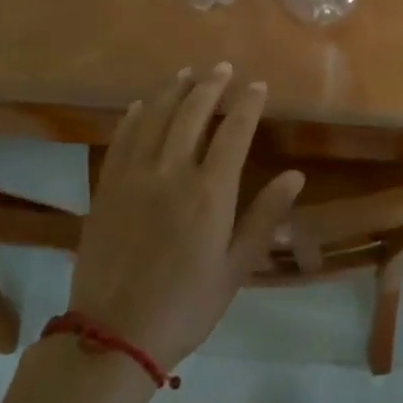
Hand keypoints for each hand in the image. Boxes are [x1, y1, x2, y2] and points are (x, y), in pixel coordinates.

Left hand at [69, 64, 302, 367]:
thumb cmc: (187, 305)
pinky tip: (143, 105)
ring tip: (186, 73)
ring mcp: (134, 178)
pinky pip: (122, 140)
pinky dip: (135, 117)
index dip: (247, 104)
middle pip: (192, 114)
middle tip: (223, 67)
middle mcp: (171, 173)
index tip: (258, 85)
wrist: (114, 335)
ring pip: (156, 119)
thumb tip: (296, 175)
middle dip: (211, 86)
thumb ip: (265, 216)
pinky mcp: (107, 188)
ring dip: (173, 92)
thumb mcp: (236, 267)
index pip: (234, 132)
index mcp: (210, 193)